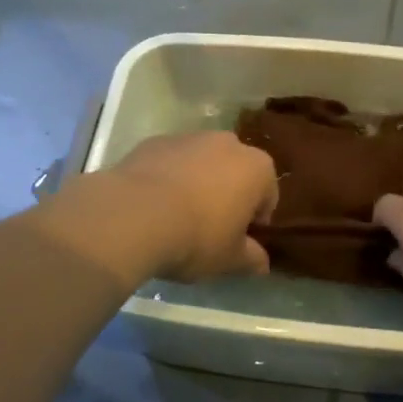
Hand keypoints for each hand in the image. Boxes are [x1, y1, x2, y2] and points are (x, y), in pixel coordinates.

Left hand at [97, 132, 278, 281]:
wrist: (134, 215)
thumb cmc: (197, 237)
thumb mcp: (230, 259)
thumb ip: (251, 258)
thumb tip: (262, 263)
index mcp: (256, 168)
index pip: (267, 195)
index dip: (256, 220)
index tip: (240, 240)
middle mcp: (227, 143)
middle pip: (235, 172)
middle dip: (228, 194)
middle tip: (212, 227)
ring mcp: (188, 138)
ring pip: (201, 163)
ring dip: (197, 183)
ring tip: (178, 217)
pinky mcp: (154, 142)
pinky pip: (170, 162)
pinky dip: (168, 178)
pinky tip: (154, 205)